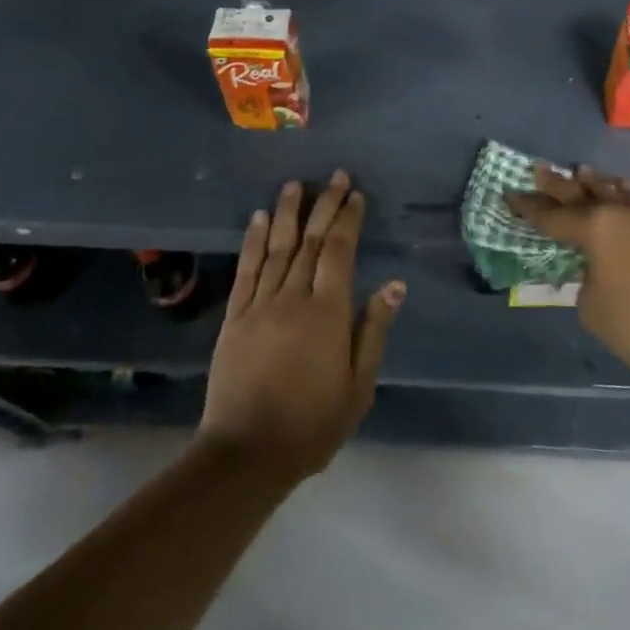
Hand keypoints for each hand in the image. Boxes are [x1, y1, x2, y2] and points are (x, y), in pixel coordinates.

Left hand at [199, 171, 404, 483]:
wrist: (247, 453)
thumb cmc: (312, 424)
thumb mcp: (358, 386)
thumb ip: (373, 330)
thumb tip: (394, 284)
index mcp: (327, 313)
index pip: (339, 252)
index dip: (348, 220)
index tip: (356, 195)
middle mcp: (293, 298)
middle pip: (310, 240)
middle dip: (325, 205)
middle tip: (335, 176)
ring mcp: (260, 304)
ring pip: (277, 247)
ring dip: (287, 212)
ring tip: (296, 184)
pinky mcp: (235, 316)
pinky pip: (246, 269)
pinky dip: (253, 241)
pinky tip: (258, 218)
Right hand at [507, 163, 629, 394]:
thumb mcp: (593, 308)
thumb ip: (587, 280)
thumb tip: (598, 269)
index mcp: (596, 228)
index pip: (553, 216)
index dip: (529, 207)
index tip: (511, 194)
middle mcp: (623, 213)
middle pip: (583, 194)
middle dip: (558, 185)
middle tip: (539, 170)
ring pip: (617, 194)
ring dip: (597, 185)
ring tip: (583, 172)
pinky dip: (625, 200)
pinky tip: (624, 197)